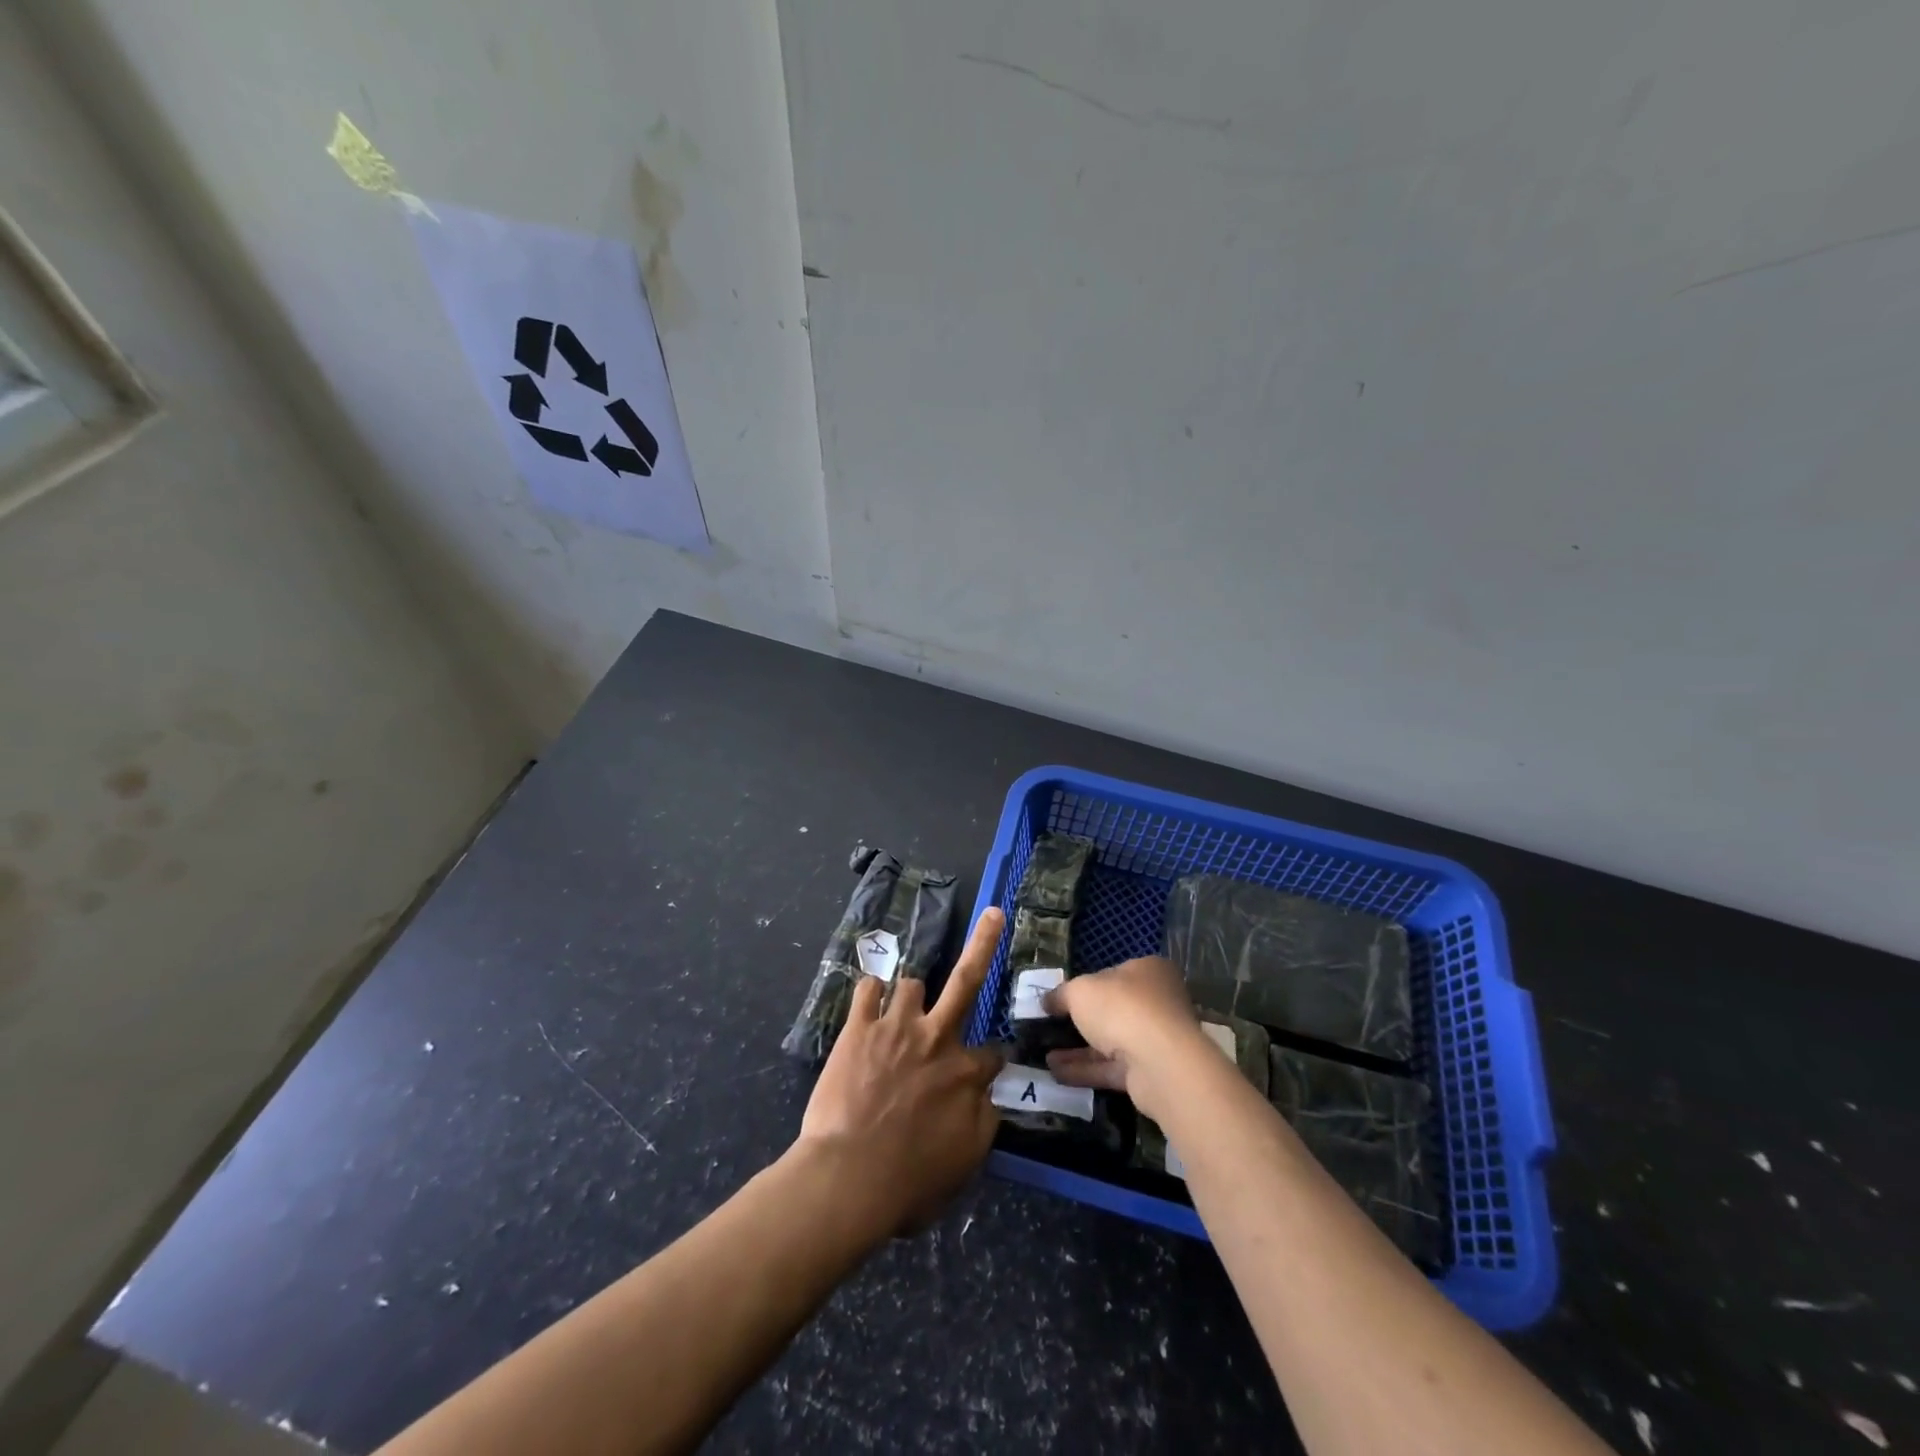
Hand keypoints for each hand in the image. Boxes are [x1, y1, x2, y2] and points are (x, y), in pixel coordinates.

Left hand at [796, 907, 1006, 1236]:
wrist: (848, 1177)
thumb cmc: (909, 1182)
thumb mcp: (964, 1163)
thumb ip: (983, 1122)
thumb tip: (989, 1097)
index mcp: (965, 1074)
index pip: (991, 1054)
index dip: (990, 1061)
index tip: (986, 1068)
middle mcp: (936, 1038)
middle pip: (966, 980)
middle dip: (984, 942)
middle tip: (994, 913)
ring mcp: (896, 1027)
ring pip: (911, 983)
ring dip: (909, 995)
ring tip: (901, 1007)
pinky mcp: (858, 1027)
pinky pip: (867, 988)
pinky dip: (870, 992)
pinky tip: (868, 999)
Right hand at [1042, 956, 1205, 1122]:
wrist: (1159, 1063)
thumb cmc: (1121, 1008)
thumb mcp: (1079, 991)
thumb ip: (1062, 994)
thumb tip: (1048, 1001)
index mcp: (1147, 971)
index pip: (1113, 974)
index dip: (1085, 984)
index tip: (1060, 998)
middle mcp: (1156, 1002)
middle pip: (1112, 1010)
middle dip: (1080, 1021)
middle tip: (1051, 1028)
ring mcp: (1155, 1039)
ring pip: (1110, 1042)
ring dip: (1078, 1050)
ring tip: (1044, 1056)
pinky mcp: (1150, 1072)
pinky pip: (1112, 1068)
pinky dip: (1086, 1070)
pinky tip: (1056, 1073)